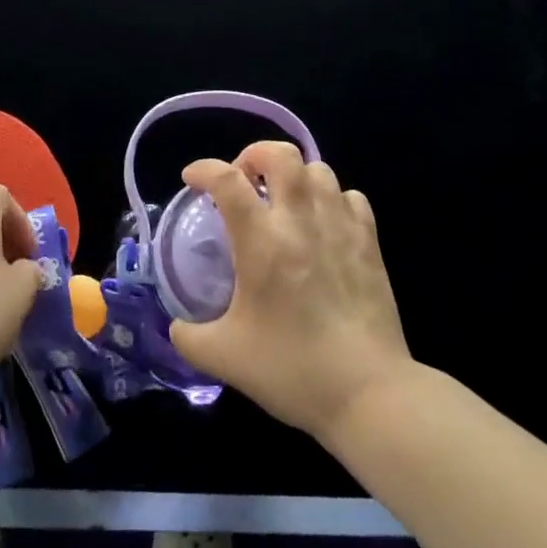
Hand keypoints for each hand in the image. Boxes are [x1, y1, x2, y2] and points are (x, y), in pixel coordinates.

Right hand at [168, 142, 411, 442]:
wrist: (369, 393)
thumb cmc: (292, 370)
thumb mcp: (225, 358)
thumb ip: (189, 337)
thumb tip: (177, 327)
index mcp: (262, 241)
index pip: (226, 180)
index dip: (203, 169)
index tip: (192, 180)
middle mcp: (301, 221)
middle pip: (280, 154)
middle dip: (254, 155)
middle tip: (244, 181)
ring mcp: (340, 227)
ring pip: (318, 169)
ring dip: (294, 175)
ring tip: (283, 201)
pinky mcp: (370, 242)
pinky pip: (350, 197)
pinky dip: (331, 198)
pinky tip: (323, 222)